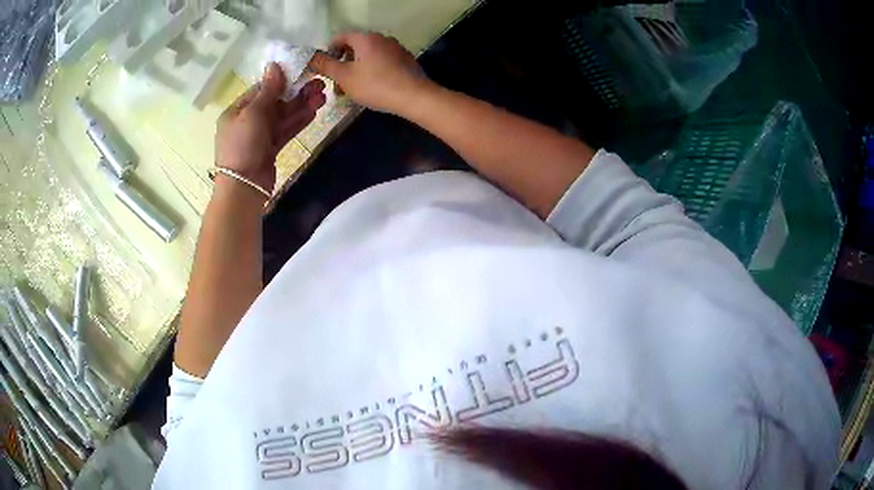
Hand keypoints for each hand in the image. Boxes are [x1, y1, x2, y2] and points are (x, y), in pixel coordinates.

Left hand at [215, 63, 325, 192]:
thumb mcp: (253, 113)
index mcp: (236, 111)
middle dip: (296, 94)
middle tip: (319, 84)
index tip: (300, 73)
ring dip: (301, 106)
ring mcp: (259, 136)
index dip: (280, 81)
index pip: (260, 90)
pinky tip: (314, 111)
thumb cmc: (243, 145)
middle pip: (274, 103)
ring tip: (323, 96)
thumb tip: (274, 64)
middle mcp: (247, 121)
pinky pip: (285, 131)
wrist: (243, 186)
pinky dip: (298, 121)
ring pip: (282, 117)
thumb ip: (268, 90)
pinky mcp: (270, 149)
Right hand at [308, 32, 433, 115]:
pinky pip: (383, 61)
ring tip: (353, 87)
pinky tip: (373, 86)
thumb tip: (310, 57)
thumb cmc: (375, 85)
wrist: (415, 96)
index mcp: (365, 38)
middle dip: (343, 62)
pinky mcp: (405, 60)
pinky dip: (373, 70)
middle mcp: (382, 37)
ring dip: (357, 67)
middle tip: (337, 81)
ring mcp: (396, 48)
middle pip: (355, 46)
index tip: (325, 68)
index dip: (329, 51)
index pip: (340, 37)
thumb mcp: (344, 77)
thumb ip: (326, 65)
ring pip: (369, 54)